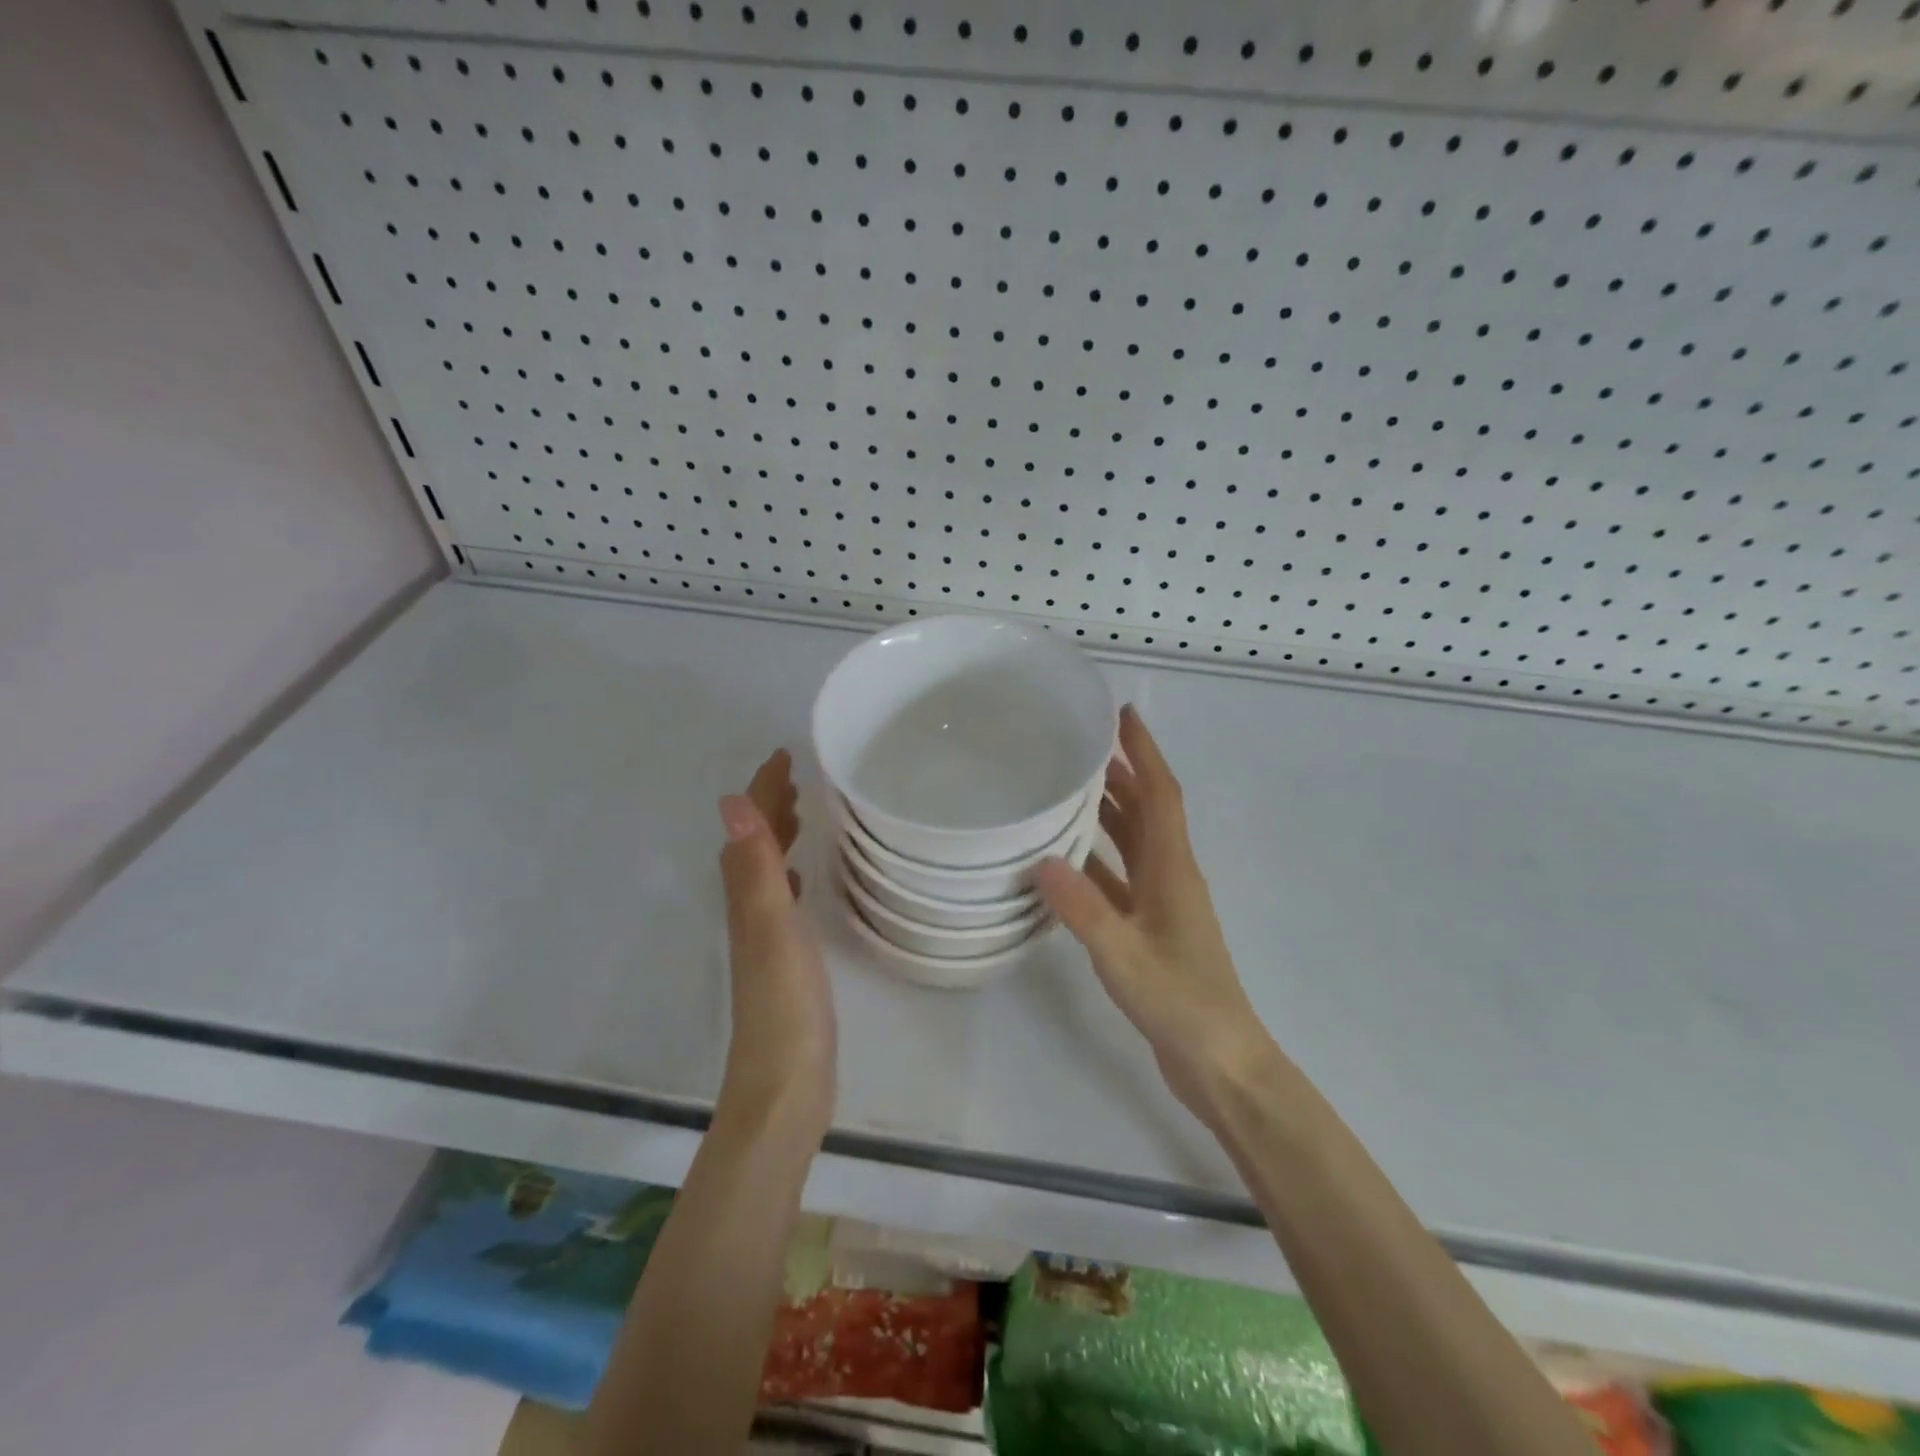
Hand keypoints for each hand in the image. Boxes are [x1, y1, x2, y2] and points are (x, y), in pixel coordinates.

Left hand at [715, 750, 834, 1134]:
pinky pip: (780, 901)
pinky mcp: (784, 962)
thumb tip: (732, 801)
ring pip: (766, 872)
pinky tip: (801, 880)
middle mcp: (750, 912)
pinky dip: (787, 876)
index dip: (764, 790)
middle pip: (754, 847)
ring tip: (799, 815)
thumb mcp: (772, 928)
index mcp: (748, 898)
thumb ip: (755, 867)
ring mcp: (765, 939)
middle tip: (793, 777)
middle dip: (769, 807)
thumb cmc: (786, 1004)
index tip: (783, 755)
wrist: (786, 1085)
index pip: (751, 830)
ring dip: (777, 838)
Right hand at [1035, 706, 1273, 1117]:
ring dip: (1110, 814)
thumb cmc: (1180, 1003)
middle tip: (1084, 746)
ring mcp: (1163, 906)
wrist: (1221, 1064)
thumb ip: (1083, 909)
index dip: (1145, 753)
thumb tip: (1041, 860)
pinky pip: (1121, 881)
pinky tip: (1065, 862)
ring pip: (1134, 845)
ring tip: (1072, 790)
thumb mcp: (1124, 955)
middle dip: (1122, 774)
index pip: (1161, 795)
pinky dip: (1098, 863)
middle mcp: (1171, 877)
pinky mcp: (1151, 931)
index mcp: (1174, 870)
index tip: (1124, 715)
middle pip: (1148, 812)